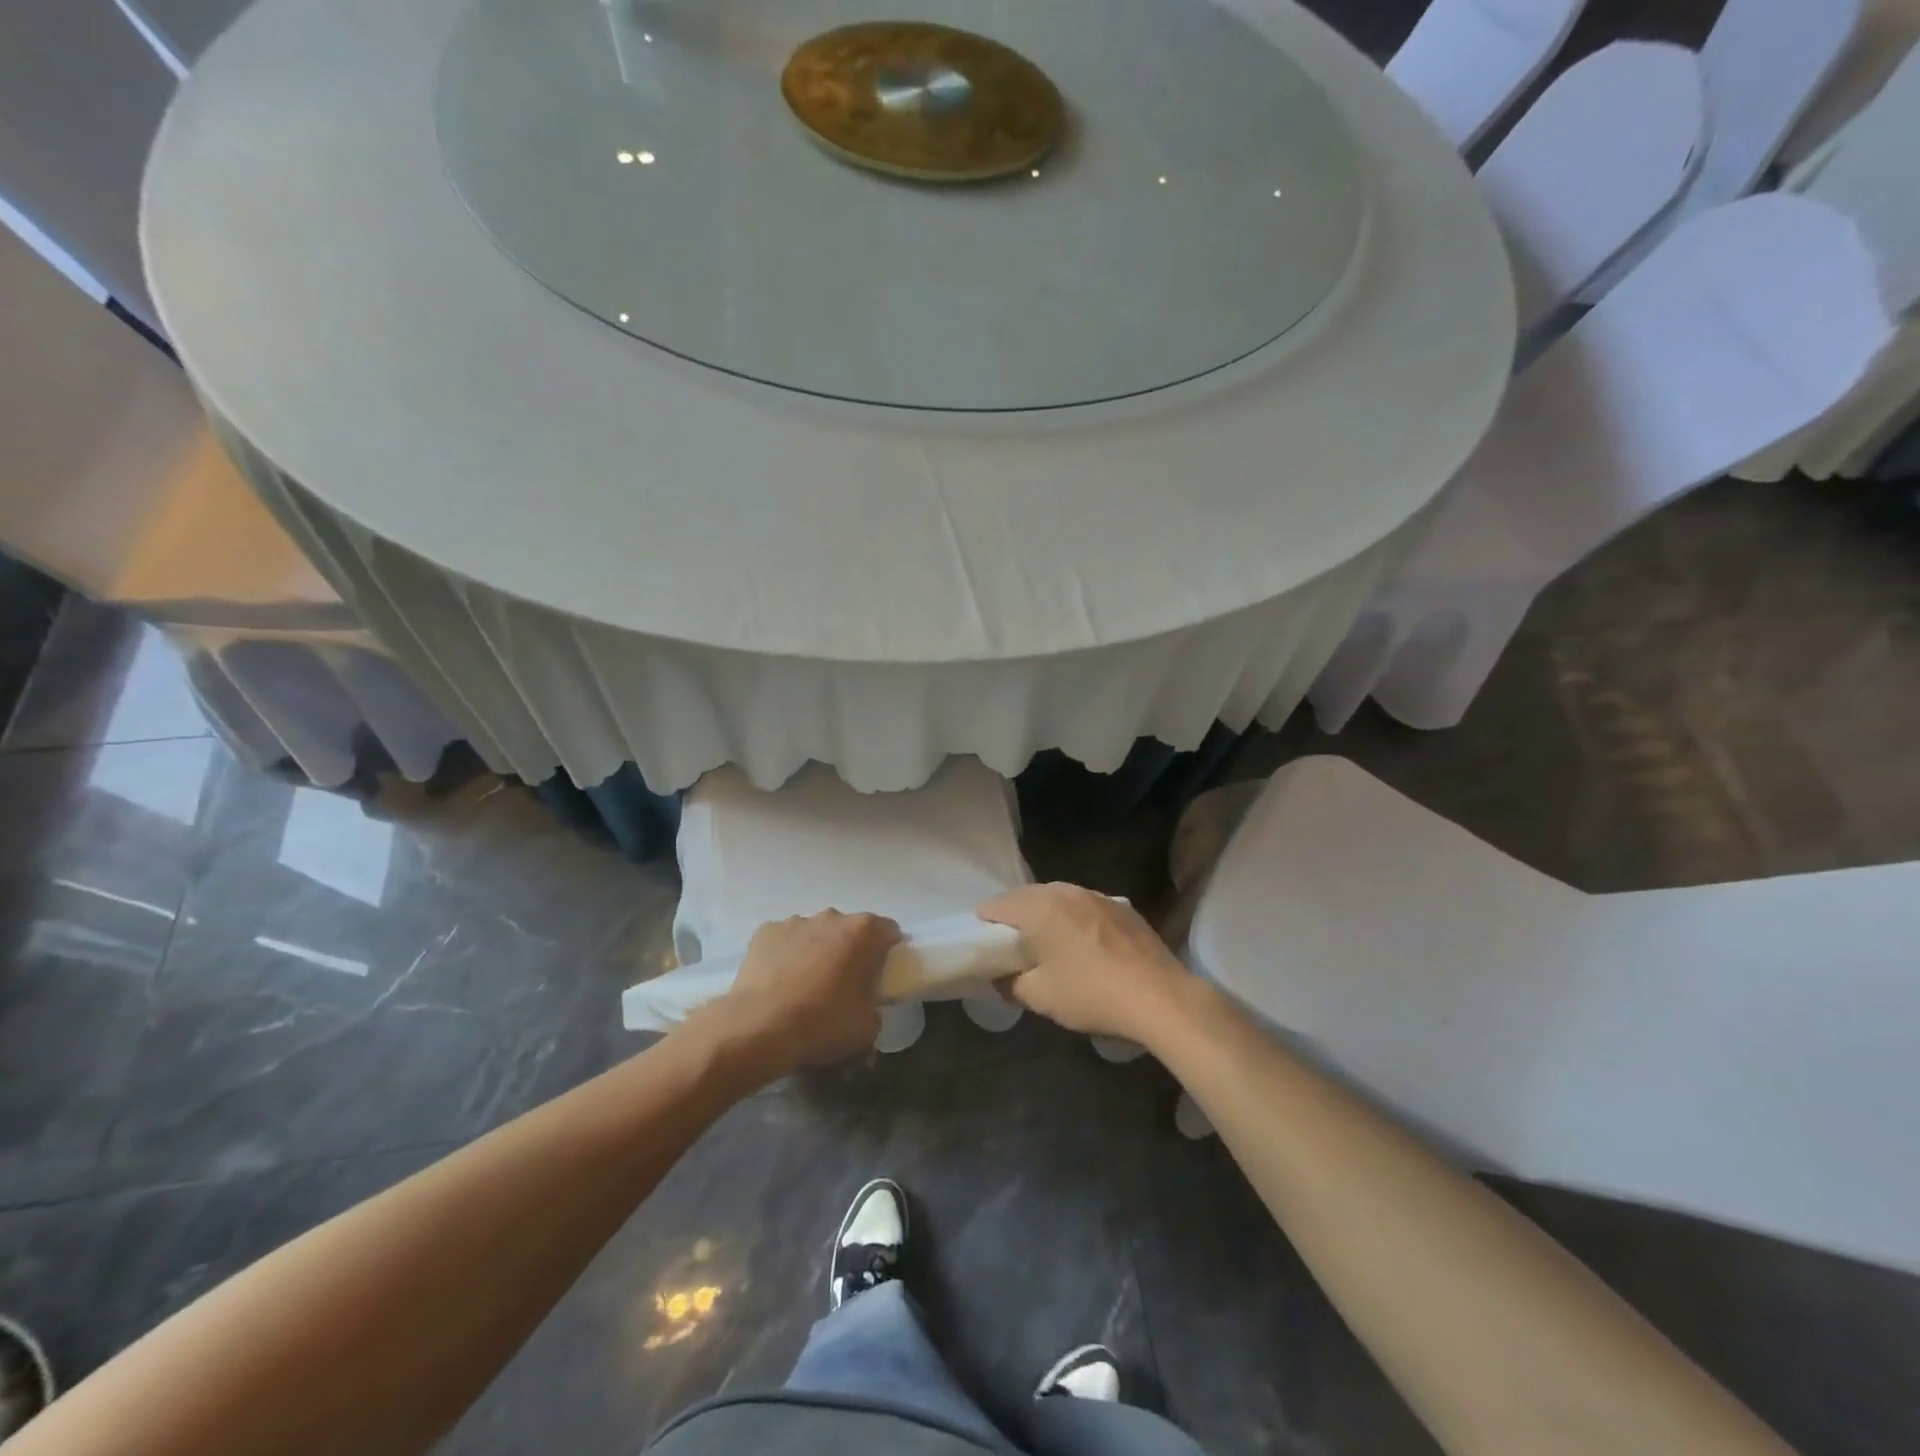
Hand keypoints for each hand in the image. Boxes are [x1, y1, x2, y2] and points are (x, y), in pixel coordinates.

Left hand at [694, 911, 900, 1077]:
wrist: (759, 1028)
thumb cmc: (822, 1024)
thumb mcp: (868, 1027)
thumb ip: (875, 1006)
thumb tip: (867, 1004)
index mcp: (863, 932)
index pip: (888, 931)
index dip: (889, 950)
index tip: (882, 974)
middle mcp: (831, 917)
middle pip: (849, 929)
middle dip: (850, 950)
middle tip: (844, 984)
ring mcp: (795, 921)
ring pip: (815, 933)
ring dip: (817, 951)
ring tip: (806, 986)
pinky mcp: (765, 932)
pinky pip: (785, 940)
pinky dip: (786, 955)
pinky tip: (779, 982)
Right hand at [978, 884, 1188, 1043]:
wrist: (1160, 996)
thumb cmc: (1091, 994)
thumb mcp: (1041, 997)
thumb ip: (1010, 983)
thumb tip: (1000, 977)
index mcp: (1039, 907)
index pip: (996, 905)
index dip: (985, 924)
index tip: (986, 946)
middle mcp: (1065, 891)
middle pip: (1027, 896)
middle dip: (1015, 917)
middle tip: (1013, 947)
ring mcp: (1097, 895)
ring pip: (1058, 898)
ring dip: (1047, 915)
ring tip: (1048, 944)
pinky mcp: (1122, 907)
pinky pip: (1085, 906)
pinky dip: (1075, 919)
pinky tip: (1085, 946)